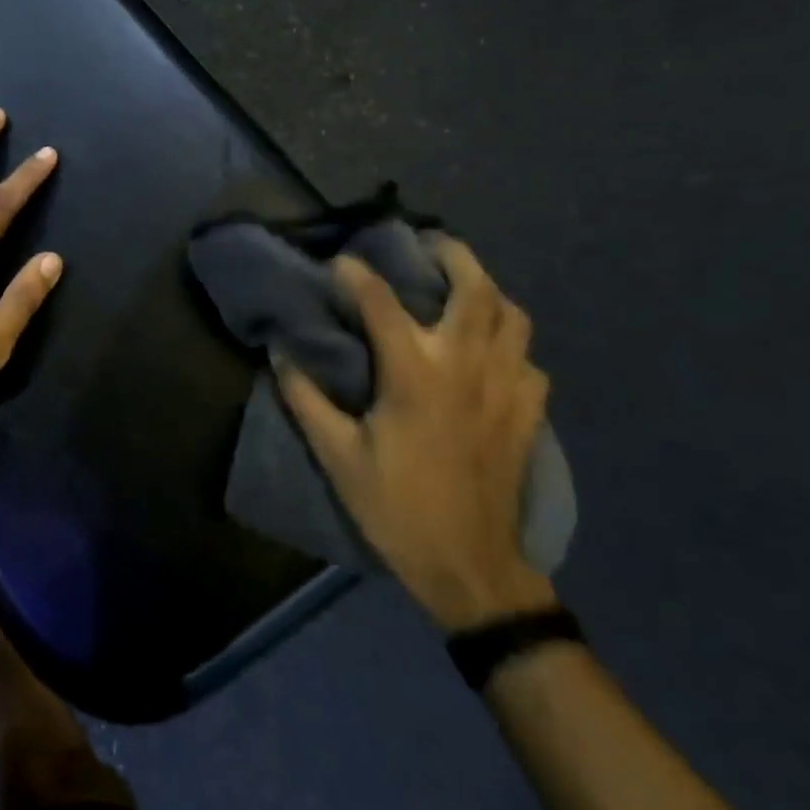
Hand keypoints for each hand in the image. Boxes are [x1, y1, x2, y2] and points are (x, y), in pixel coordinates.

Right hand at [275, 238, 554, 631]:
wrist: (470, 565)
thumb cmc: (396, 507)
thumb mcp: (337, 455)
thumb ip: (306, 398)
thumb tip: (280, 352)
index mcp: (414, 375)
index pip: (382, 303)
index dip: (357, 275)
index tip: (340, 263)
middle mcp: (466, 366)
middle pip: (474, 289)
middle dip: (452, 255)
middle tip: (427, 244)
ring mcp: (506, 387)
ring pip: (512, 315)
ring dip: (487, 291)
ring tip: (461, 289)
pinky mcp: (528, 412)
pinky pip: (528, 358)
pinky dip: (508, 342)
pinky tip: (488, 353)